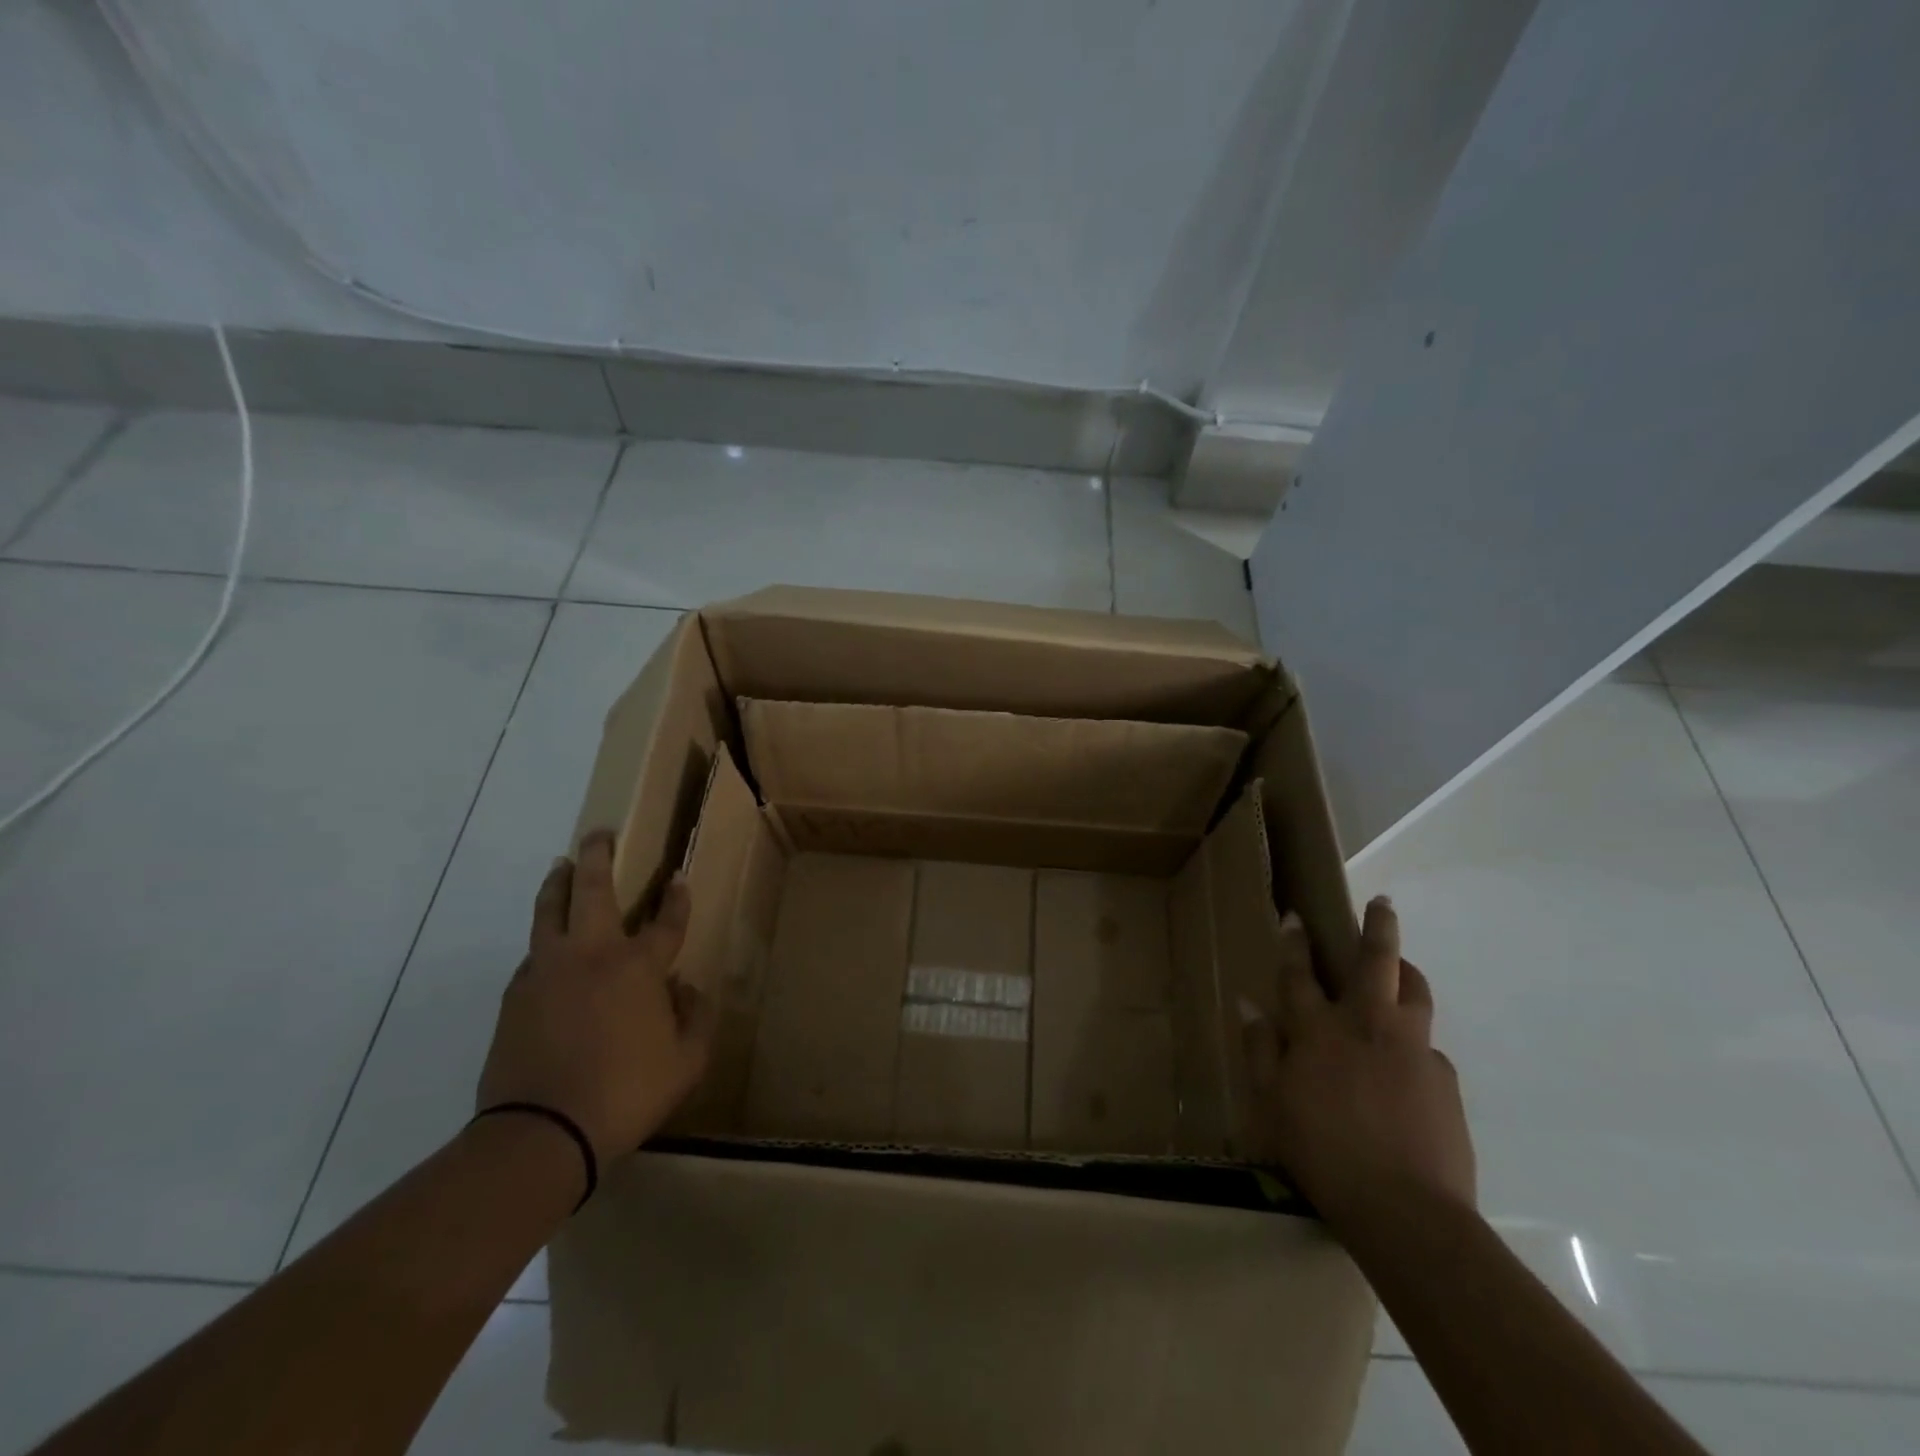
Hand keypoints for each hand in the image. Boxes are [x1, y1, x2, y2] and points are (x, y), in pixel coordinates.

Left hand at [476, 831, 712, 1164]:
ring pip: (550, 912)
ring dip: (558, 884)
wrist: (542, 1132)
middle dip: (598, 856)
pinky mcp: (516, 996)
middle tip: (599, 834)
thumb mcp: (687, 1062)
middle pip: (593, 890)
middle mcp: (592, 955)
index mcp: (638, 968)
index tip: (678, 878)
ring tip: (560, 866)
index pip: (666, 921)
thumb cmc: (626, 1093)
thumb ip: (696, 1018)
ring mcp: (547, 972)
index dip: (677, 898)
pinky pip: (532, 955)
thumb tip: (686, 988)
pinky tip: (546, 946)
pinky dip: (543, 941)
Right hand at [1242, 897, 1474, 1232]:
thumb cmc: (1322, 1152)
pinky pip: (1428, 1049)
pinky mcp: (1444, 1080)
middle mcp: (1367, 1026)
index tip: (1294, 915)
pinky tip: (1408, 1073)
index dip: (1294, 942)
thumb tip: (1249, 1006)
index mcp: (1318, 1031)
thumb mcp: (1272, 1104)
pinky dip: (1414, 1046)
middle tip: (1383, 903)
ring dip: (1407, 973)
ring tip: (1402, 969)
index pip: (1299, 973)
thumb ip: (1261, 1050)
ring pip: (1415, 994)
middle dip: (1377, 927)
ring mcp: (1412, 1049)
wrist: (1405, 1211)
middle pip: (1375, 962)